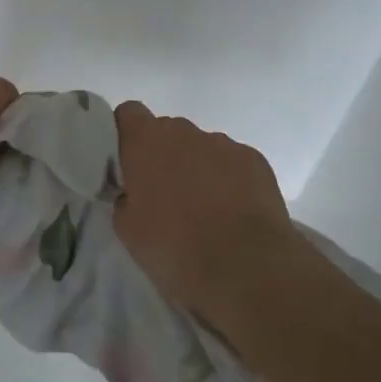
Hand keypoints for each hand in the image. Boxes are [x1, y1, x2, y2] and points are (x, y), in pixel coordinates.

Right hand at [112, 101, 298, 329]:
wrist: (245, 268)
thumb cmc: (174, 248)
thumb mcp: (127, 229)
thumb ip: (125, 198)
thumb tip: (134, 193)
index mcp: (145, 142)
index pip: (129, 113)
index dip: (127, 133)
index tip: (128, 162)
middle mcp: (183, 132)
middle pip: (166, 131)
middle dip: (163, 155)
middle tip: (165, 195)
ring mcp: (223, 144)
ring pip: (201, 147)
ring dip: (197, 168)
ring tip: (205, 209)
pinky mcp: (255, 160)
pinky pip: (232, 162)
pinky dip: (229, 179)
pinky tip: (233, 212)